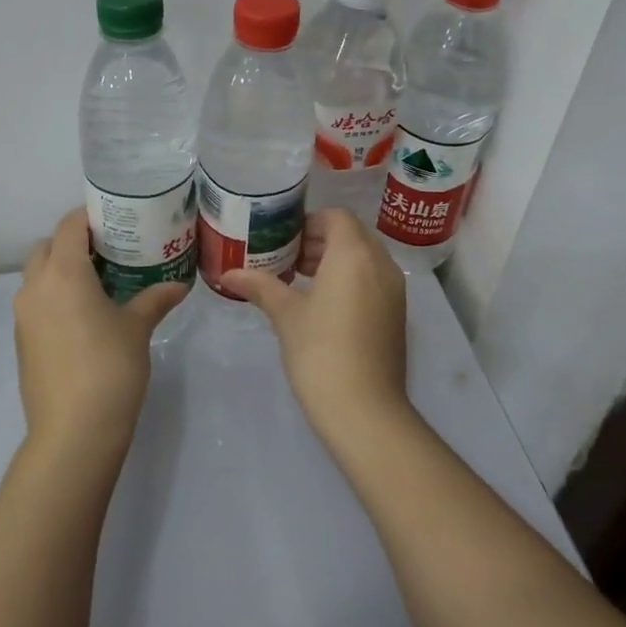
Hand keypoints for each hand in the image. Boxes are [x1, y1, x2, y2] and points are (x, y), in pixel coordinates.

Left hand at [14, 208, 188, 458]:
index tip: (115, 217)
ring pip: (37, 275)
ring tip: (98, 281)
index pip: (69, 225)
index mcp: (63, 272)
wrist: (73, 431)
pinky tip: (83, 315)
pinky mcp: (21, 340)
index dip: (89, 216)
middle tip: (109, 249)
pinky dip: (54, 296)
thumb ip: (155, 299)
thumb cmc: (110, 368)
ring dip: (61, 269)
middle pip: (47, 246)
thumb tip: (179, 285)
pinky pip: (35, 302)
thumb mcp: (137, 328)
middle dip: (73, 242)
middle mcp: (35, 286)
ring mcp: (23, 315)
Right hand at [221, 209, 409, 444]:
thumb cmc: (320, 351)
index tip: (283, 239)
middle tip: (288, 259)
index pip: (336, 217)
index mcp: (354, 254)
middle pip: (352, 235)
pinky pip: (374, 280)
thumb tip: (228, 274)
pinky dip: (351, 279)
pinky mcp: (397, 314)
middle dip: (320, 241)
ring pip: (365, 258)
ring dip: (335, 260)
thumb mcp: (285, 315)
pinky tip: (324, 305)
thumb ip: (260, 286)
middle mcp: (380, 263)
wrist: (365, 409)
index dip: (309, 222)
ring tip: (301, 281)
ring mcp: (394, 290)